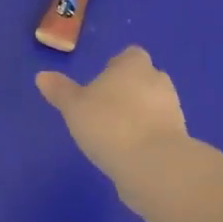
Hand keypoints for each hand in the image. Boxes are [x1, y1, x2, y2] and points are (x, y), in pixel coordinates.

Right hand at [36, 46, 191, 213]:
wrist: (152, 165)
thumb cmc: (109, 124)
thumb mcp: (74, 107)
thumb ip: (60, 91)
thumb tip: (42, 76)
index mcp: (133, 64)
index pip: (129, 56)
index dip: (117, 67)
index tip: (101, 85)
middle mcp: (157, 80)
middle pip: (143, 79)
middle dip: (129, 91)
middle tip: (105, 109)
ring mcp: (173, 109)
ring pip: (154, 105)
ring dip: (140, 115)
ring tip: (116, 134)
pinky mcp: (180, 137)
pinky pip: (160, 130)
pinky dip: (148, 137)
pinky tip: (130, 153)